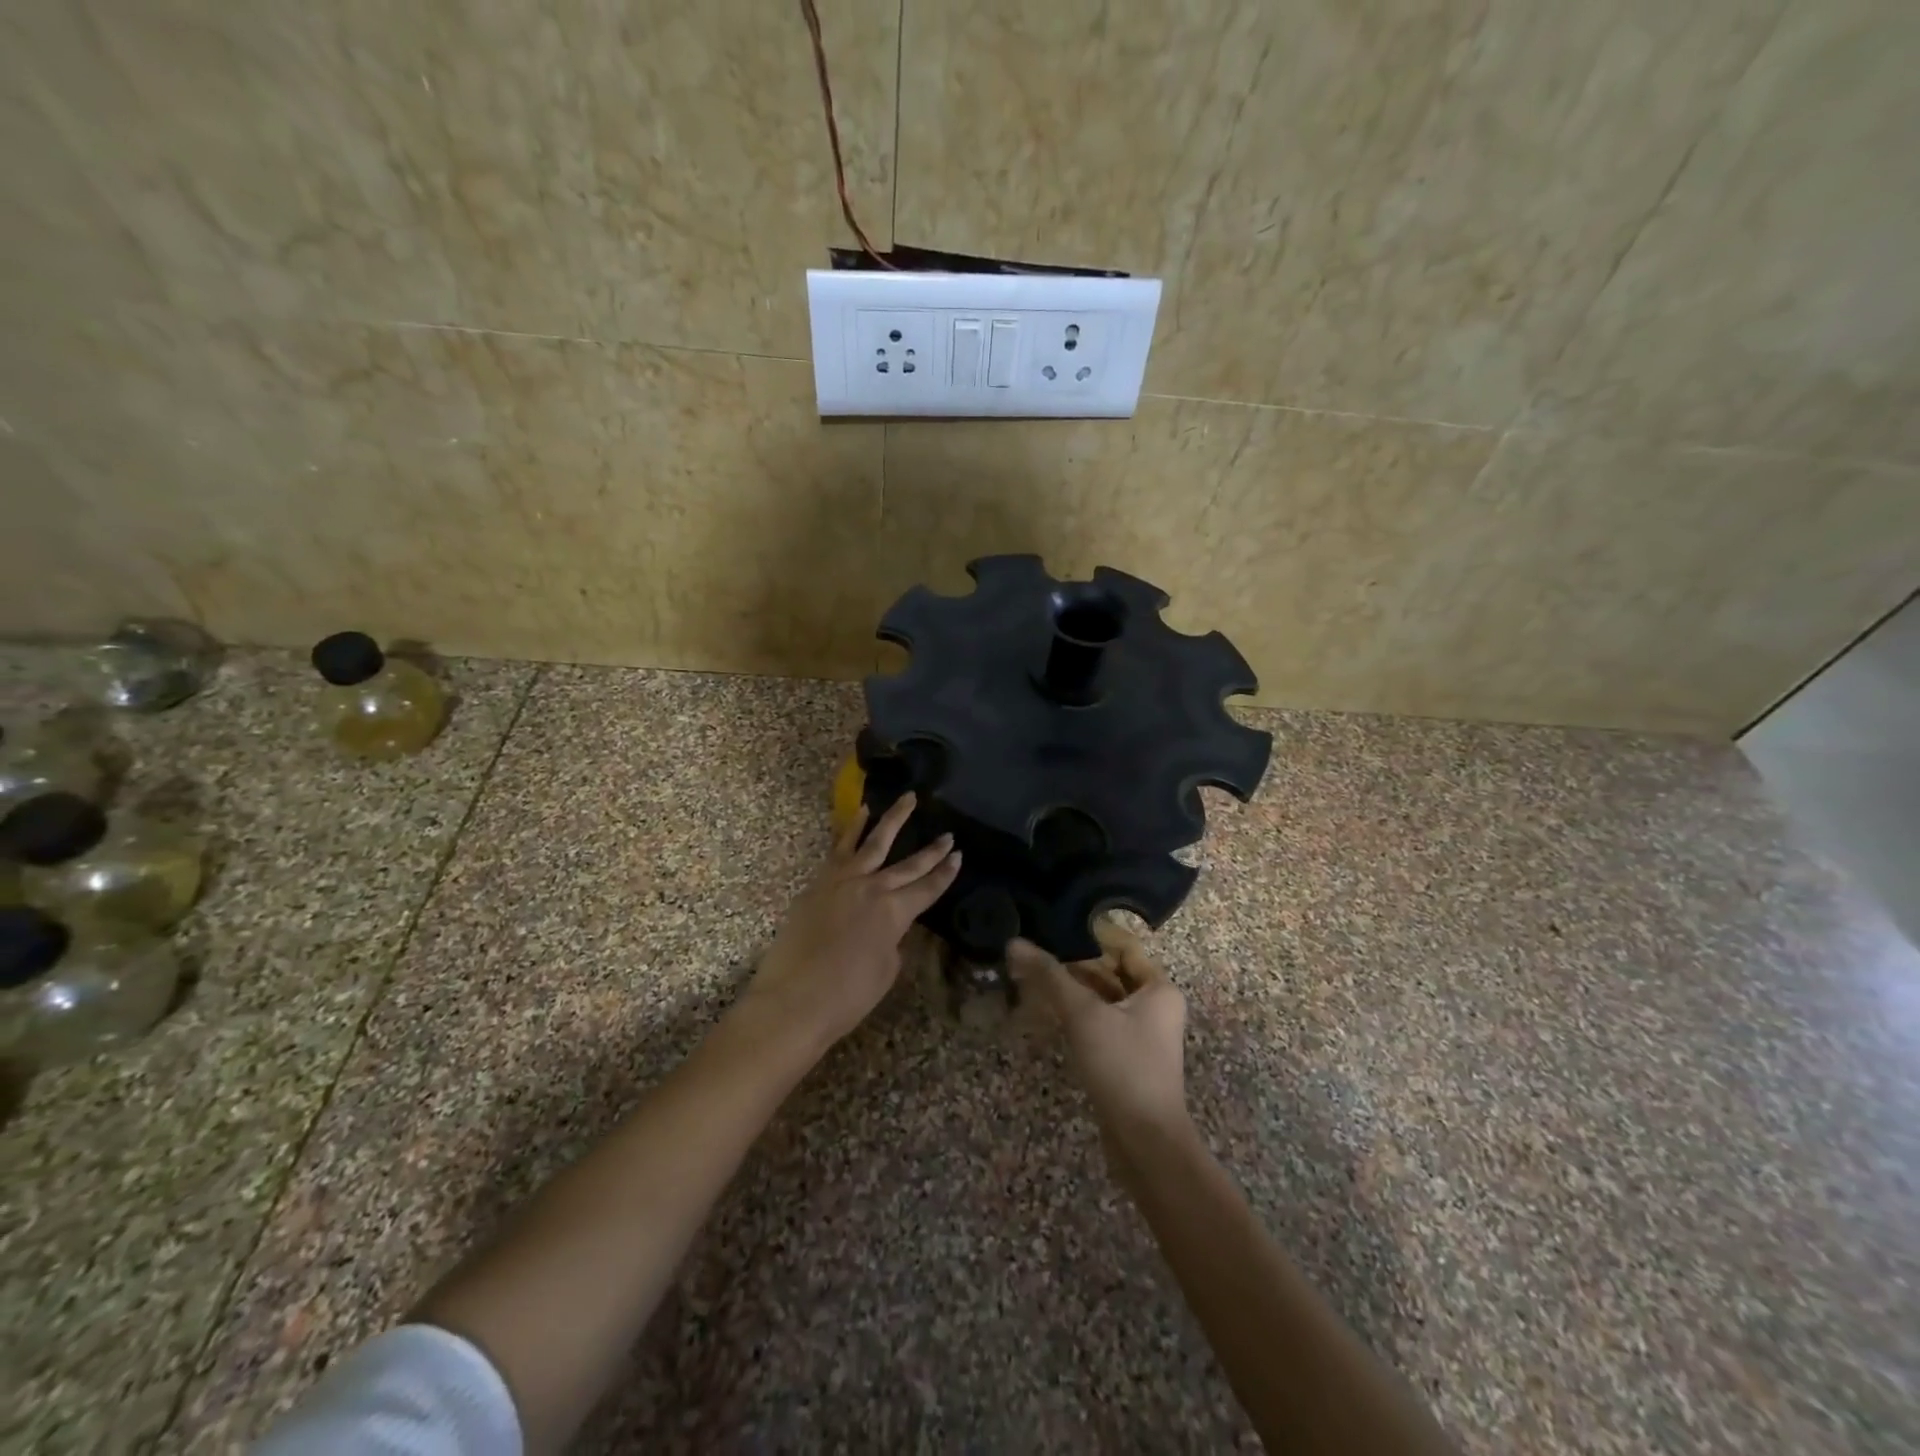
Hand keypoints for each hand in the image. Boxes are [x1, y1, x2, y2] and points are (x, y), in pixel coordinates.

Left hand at [741, 792, 960, 1050]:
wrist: (793, 1000)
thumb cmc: (847, 996)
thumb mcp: (886, 970)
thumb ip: (892, 939)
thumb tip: (888, 925)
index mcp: (894, 912)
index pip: (928, 888)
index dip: (945, 873)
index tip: (959, 855)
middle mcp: (872, 887)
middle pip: (908, 864)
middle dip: (931, 850)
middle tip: (948, 834)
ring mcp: (842, 881)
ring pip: (872, 842)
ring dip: (892, 820)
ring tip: (907, 799)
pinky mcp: (818, 883)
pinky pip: (839, 849)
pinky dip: (852, 830)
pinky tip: (860, 815)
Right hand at [1010, 920, 1190, 1144]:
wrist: (1145, 1142)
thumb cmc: (1123, 1066)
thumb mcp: (1083, 1015)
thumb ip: (1049, 976)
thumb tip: (1015, 943)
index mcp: (1159, 989)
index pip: (1124, 947)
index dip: (1091, 935)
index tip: (1055, 925)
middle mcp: (1156, 1007)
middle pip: (1112, 972)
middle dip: (1075, 963)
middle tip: (1036, 951)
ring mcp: (1143, 1035)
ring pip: (1104, 999)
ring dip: (1073, 990)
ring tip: (1034, 977)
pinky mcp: (1128, 1059)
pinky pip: (1101, 1024)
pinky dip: (1077, 1015)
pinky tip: (1047, 1012)